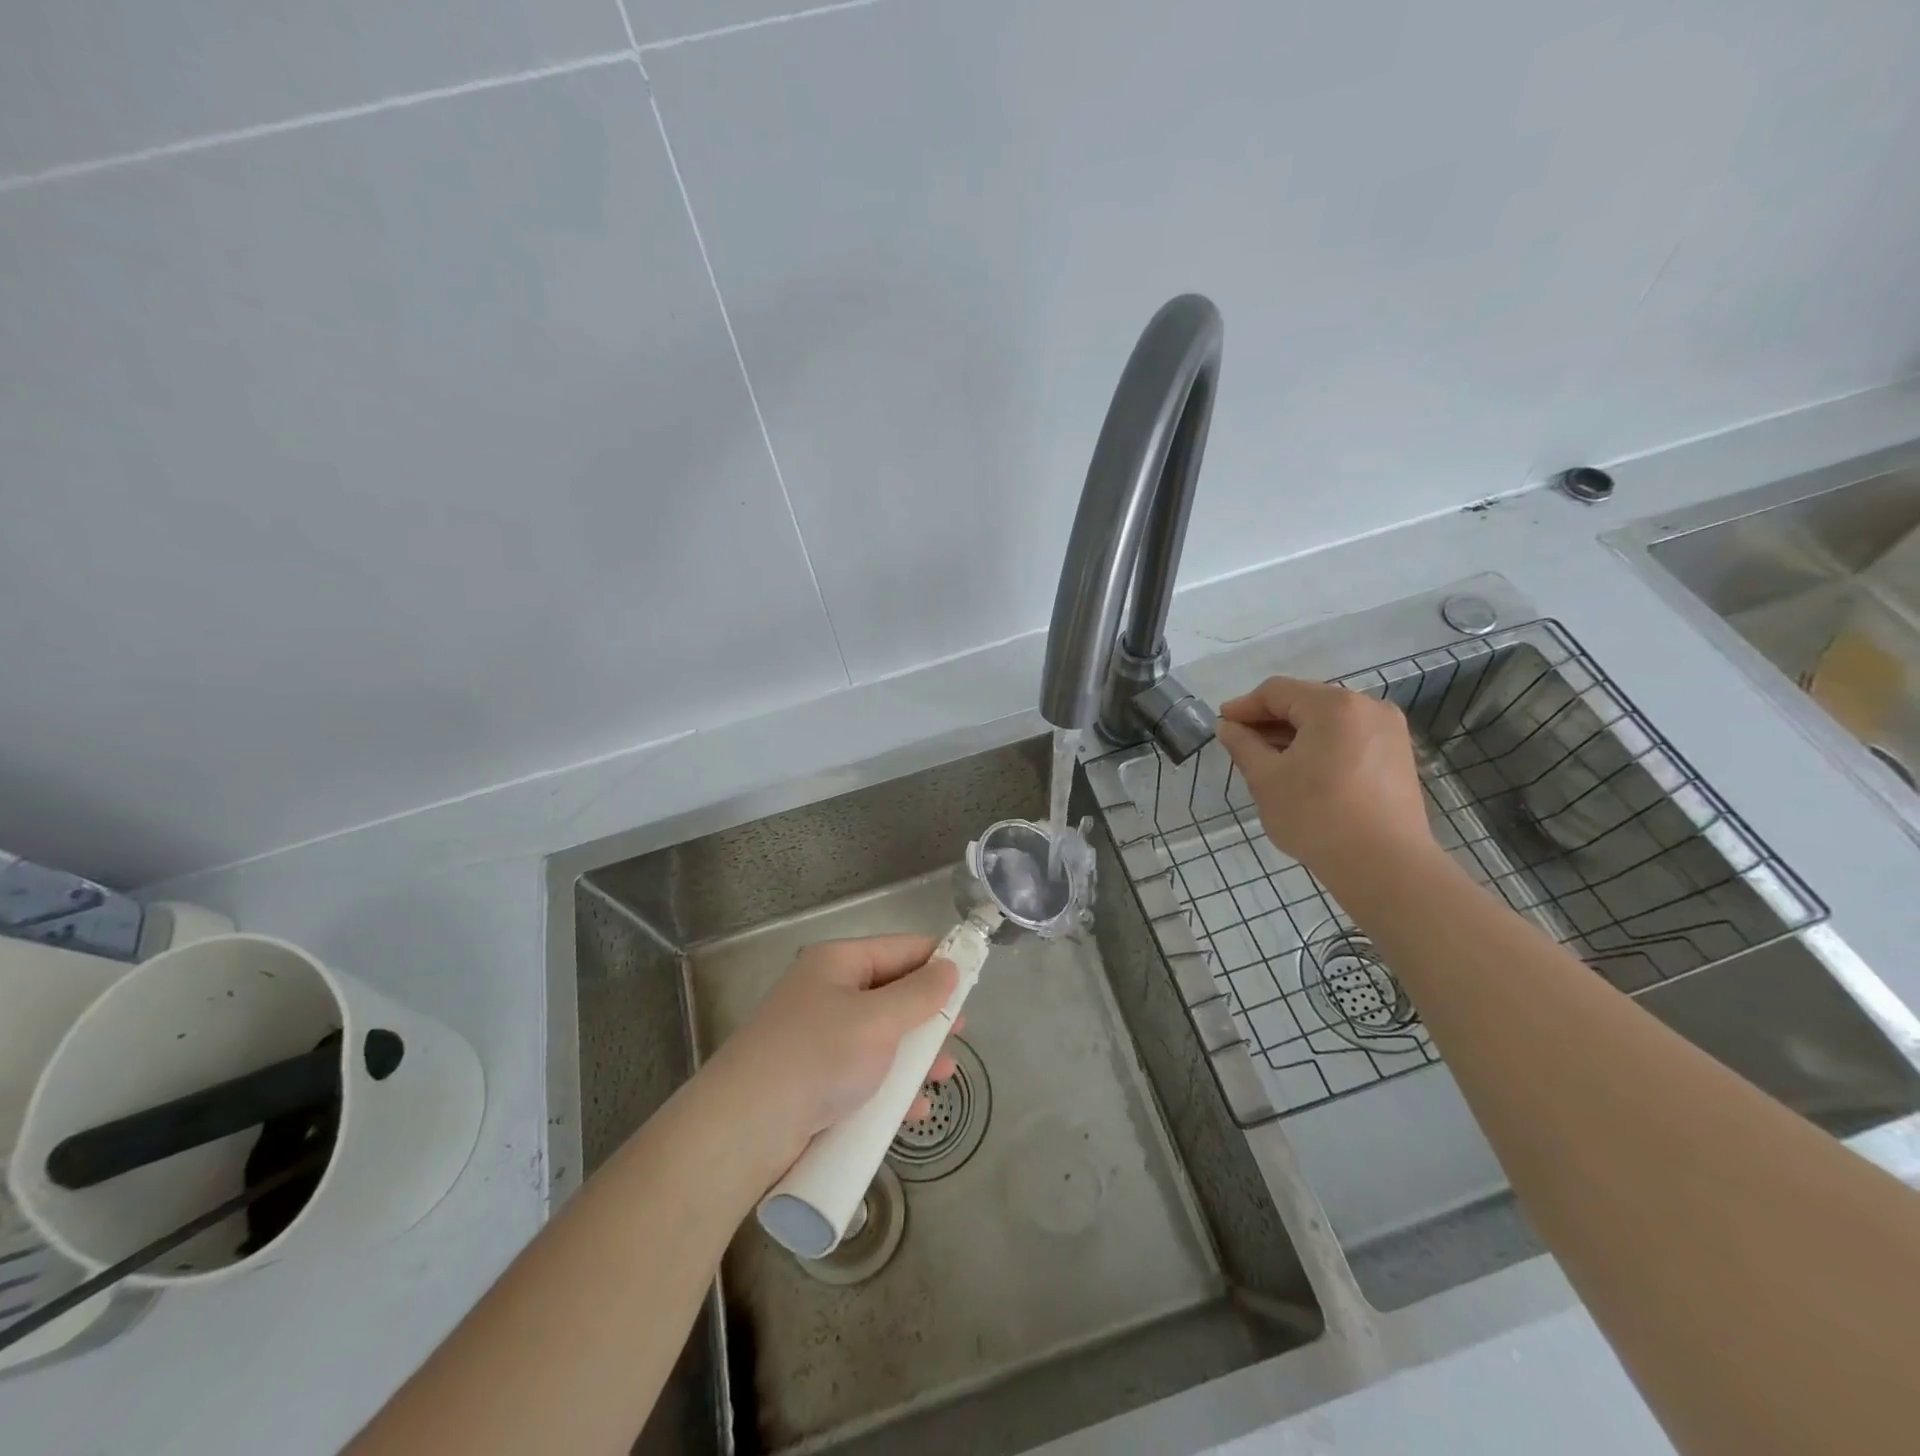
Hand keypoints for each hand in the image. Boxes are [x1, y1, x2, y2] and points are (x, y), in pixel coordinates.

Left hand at [705, 935, 960, 1171]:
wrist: (741, 1130)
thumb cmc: (818, 1058)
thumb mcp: (878, 1020)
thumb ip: (920, 994)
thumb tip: (951, 966)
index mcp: (838, 963)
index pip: (902, 949)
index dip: (939, 961)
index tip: (974, 982)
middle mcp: (827, 992)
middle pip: (892, 994)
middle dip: (928, 1016)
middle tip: (960, 1034)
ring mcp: (818, 1038)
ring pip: (881, 1037)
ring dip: (914, 1056)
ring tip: (945, 1075)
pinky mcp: (813, 1080)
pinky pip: (863, 1073)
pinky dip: (889, 1088)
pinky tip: (913, 1111)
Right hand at [1215, 675, 1434, 876]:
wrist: (1383, 866)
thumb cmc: (1316, 816)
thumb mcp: (1266, 779)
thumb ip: (1243, 745)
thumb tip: (1228, 727)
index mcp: (1334, 706)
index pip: (1277, 691)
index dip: (1244, 706)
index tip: (1222, 724)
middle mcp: (1368, 707)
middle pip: (1306, 701)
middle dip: (1270, 720)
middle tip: (1241, 743)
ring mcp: (1389, 732)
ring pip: (1329, 720)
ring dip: (1295, 734)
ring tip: (1268, 759)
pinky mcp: (1398, 756)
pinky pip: (1349, 738)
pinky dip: (1321, 746)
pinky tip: (1303, 770)